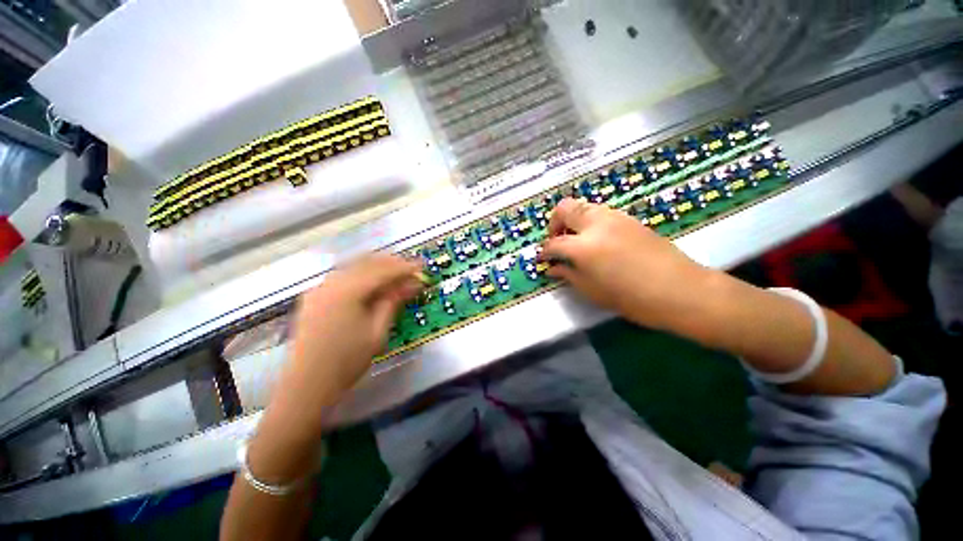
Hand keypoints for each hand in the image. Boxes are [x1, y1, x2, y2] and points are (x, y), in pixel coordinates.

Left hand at [285, 254, 422, 405]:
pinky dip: (361, 275)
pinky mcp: (314, 297)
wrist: (307, 385)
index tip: (422, 266)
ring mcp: (319, 289)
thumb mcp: (377, 331)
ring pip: (354, 267)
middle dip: (392, 263)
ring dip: (377, 267)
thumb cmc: (347, 361)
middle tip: (411, 269)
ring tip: (395, 274)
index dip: (405, 267)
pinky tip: (372, 283)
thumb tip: (412, 284)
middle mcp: (331, 283)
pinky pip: (343, 277)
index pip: (383, 271)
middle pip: (367, 263)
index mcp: (347, 291)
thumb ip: (393, 302)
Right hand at [541, 198, 714, 329]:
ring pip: (582, 206)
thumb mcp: (592, 290)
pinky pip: (599, 212)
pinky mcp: (628, 218)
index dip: (544, 251)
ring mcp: (614, 217)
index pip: (553, 243)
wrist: (679, 290)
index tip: (543, 259)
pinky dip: (589, 221)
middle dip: (554, 223)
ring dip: (572, 220)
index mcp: (583, 246)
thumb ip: (568, 274)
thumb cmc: (631, 298)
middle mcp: (596, 224)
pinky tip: (596, 240)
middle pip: (564, 208)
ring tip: (576, 240)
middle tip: (557, 241)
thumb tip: (552, 268)